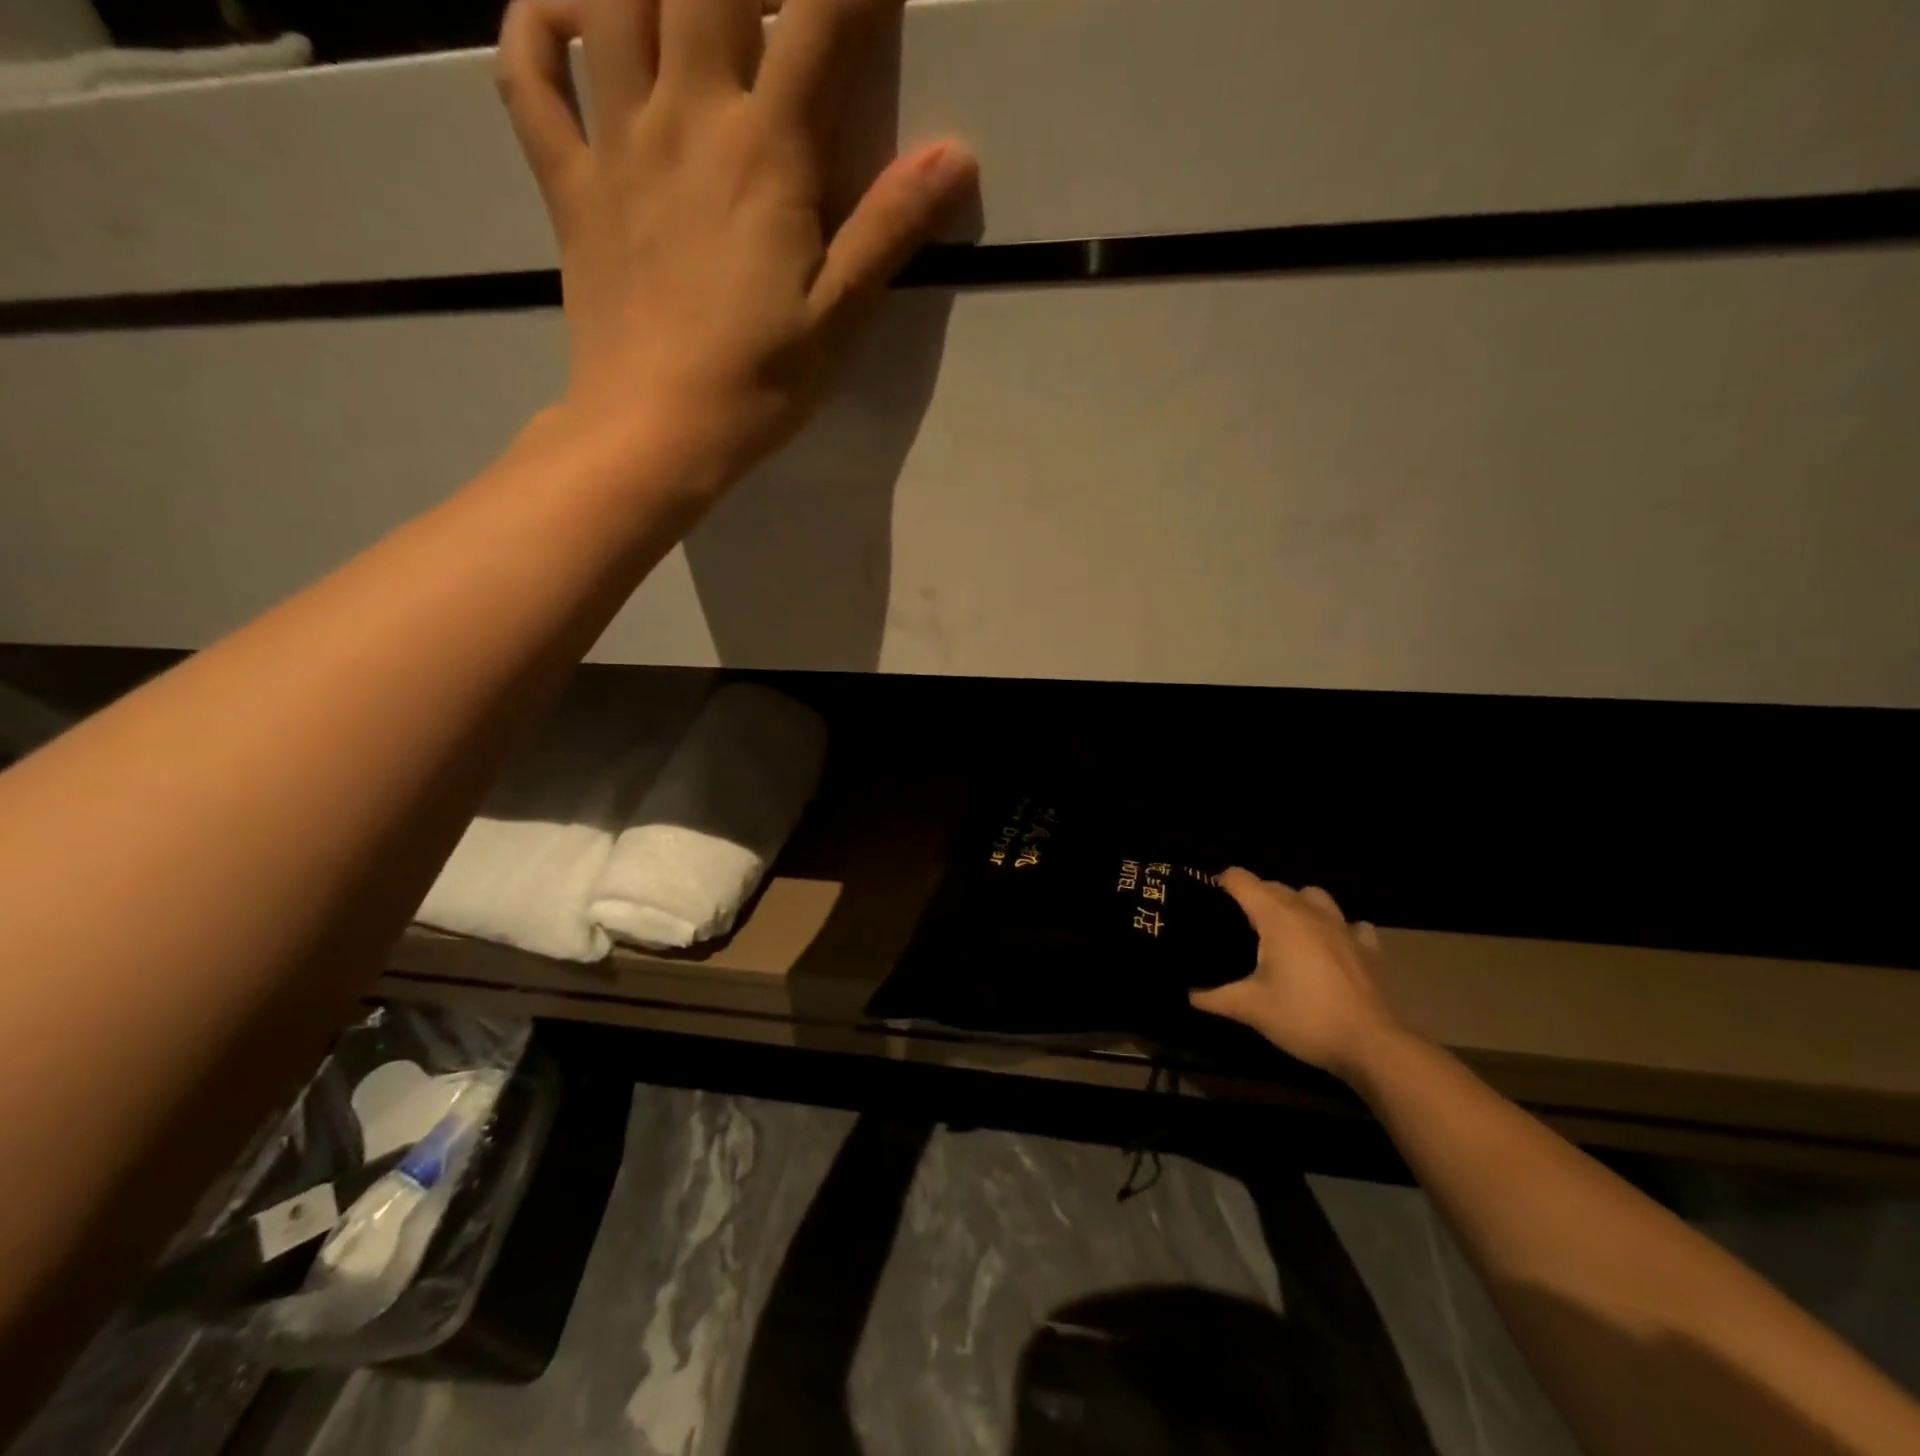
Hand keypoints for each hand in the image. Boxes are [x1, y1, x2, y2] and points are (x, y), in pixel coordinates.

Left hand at [497, 0, 976, 483]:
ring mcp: (614, 144)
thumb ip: (891, 229)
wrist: (653, 433)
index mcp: (764, 154)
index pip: (818, 22)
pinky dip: (532, 26)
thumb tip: (957, 155)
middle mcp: (684, 118)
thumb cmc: (756, 383)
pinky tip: (558, 11)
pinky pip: (527, 78)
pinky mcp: (568, 184)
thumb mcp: (839, 318)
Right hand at [1191, 869, 1408, 1081]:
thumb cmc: (1304, 1017)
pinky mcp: (1367, 947)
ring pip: (1313, 896)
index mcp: (1277, 916)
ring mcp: (1342, 927)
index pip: (1241, 880)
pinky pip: (1350, 924)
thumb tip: (1188, 993)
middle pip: (1273, 886)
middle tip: (1236, 926)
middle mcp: (1309, 911)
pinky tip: (1331, 947)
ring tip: (1284, 930)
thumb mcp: (1250, 1008)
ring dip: (1295, 904)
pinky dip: (1337, 929)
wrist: (1370, 1045)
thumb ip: (1214, 997)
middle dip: (1252, 897)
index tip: (1208, 903)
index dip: (1220, 884)